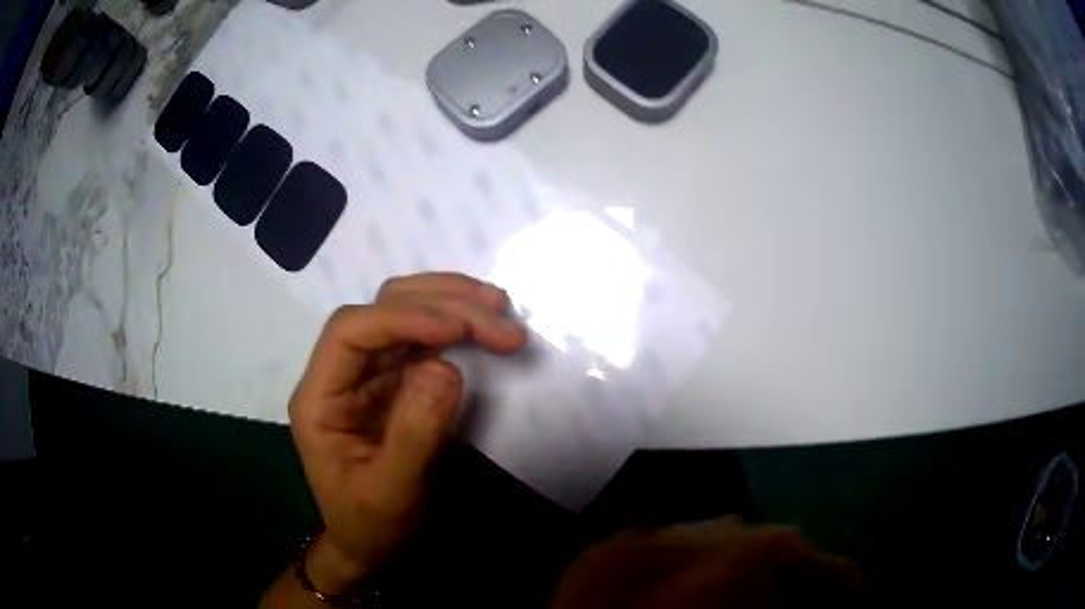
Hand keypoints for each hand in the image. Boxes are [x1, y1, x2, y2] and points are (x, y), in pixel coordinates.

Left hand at [288, 273, 526, 591]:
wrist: (371, 544)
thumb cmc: (371, 524)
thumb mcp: (392, 493)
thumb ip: (414, 434)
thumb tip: (446, 366)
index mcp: (320, 396)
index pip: (351, 331)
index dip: (402, 319)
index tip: (458, 330)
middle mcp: (341, 372)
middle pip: (383, 309)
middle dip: (443, 306)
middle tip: (502, 322)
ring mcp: (369, 372)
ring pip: (404, 310)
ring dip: (453, 303)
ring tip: (501, 309)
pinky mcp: (396, 380)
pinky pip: (425, 336)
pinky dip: (458, 323)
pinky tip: (485, 323)